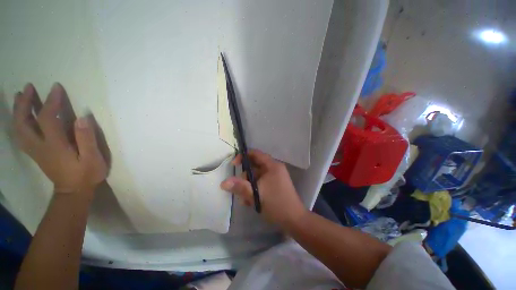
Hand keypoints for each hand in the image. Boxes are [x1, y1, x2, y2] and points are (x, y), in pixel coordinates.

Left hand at [13, 83, 107, 194]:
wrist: (74, 192)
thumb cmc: (87, 174)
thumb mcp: (93, 158)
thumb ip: (87, 139)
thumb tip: (82, 117)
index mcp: (54, 146)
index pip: (48, 118)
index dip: (51, 101)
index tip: (56, 87)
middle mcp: (40, 146)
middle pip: (24, 123)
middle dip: (24, 103)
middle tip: (27, 88)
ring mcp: (35, 150)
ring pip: (19, 129)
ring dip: (18, 111)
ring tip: (20, 97)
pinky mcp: (36, 153)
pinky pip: (21, 136)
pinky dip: (18, 123)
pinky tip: (21, 118)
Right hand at [220, 150, 306, 226]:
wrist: (294, 220)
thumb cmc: (276, 204)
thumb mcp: (256, 195)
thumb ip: (240, 187)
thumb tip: (223, 182)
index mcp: (272, 165)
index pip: (255, 154)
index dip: (243, 157)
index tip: (233, 165)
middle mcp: (274, 168)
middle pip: (254, 166)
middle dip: (245, 177)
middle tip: (240, 188)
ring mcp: (274, 177)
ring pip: (256, 177)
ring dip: (248, 186)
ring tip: (246, 200)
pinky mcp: (274, 185)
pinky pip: (260, 183)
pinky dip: (254, 190)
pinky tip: (251, 201)